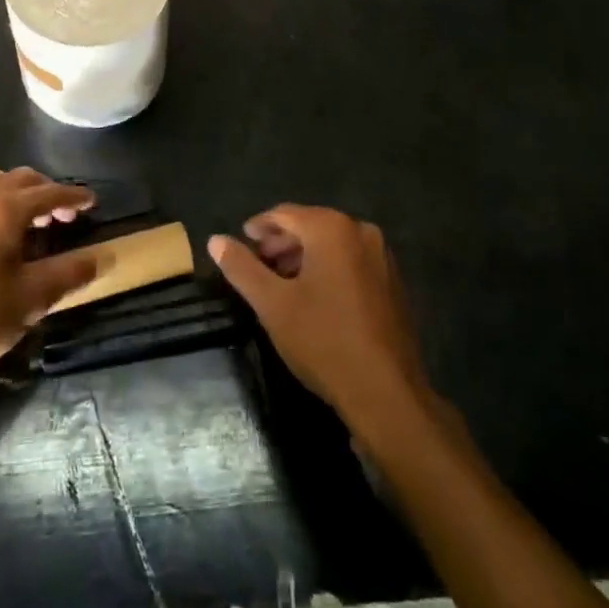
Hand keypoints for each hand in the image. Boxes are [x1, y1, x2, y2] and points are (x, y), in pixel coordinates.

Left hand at [0, 168, 95, 395]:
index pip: (49, 192)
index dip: (74, 196)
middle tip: (66, 216)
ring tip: (35, 222)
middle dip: (47, 191)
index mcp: (4, 211)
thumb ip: (70, 273)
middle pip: (21, 179)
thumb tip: (103, 257)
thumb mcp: (32, 298)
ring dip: (20, 194)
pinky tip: (3, 236)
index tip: (93, 202)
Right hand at [208, 206, 429, 423]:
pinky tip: (314, 298)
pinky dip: (328, 269)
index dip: (259, 226)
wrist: (386, 393)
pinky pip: (352, 262)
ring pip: (332, 245)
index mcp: (332, 228)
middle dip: (281, 242)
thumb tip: (215, 240)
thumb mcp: (272, 304)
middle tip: (258, 265)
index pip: (285, 214)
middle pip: (310, 225)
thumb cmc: (323, 341)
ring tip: (281, 283)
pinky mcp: (393, 283)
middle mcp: (361, 232)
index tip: (240, 242)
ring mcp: (382, 257)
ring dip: (304, 257)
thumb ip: (241, 267)